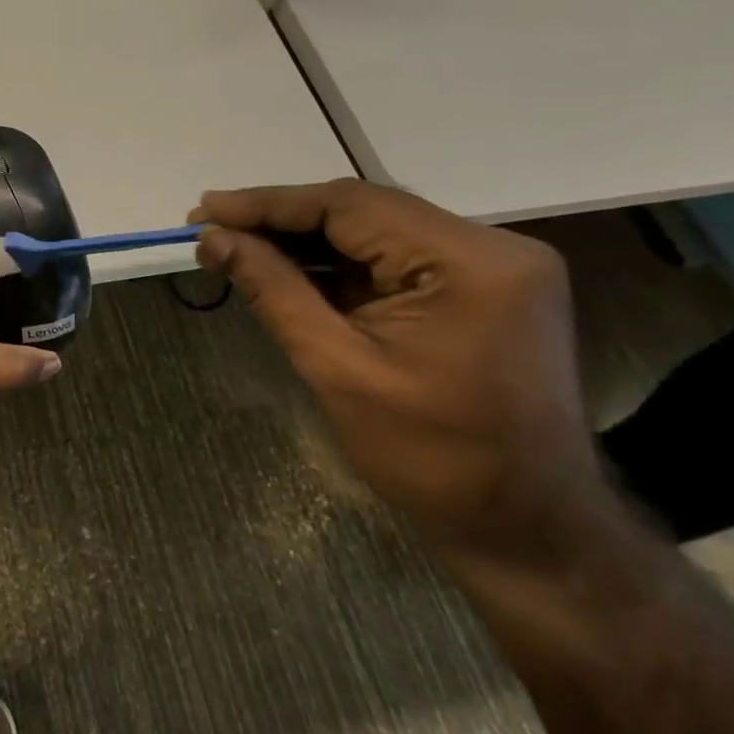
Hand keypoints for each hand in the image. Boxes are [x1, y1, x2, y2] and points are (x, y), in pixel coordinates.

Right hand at [190, 179, 609, 564]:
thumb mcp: (337, 368)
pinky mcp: (480, 289)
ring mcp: (491, 267)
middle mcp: (491, 247)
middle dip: (280, 219)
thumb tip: (213, 239)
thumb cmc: (433, 457)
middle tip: (210, 227)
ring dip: (303, 240)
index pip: (349, 204)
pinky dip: (335, 263)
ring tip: (234, 245)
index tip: (204, 211)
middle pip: (362, 210)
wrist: (528, 530)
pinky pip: (392, 258)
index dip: (267, 203)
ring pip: (373, 231)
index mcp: (469, 262)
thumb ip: (274, 290)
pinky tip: (285, 269)